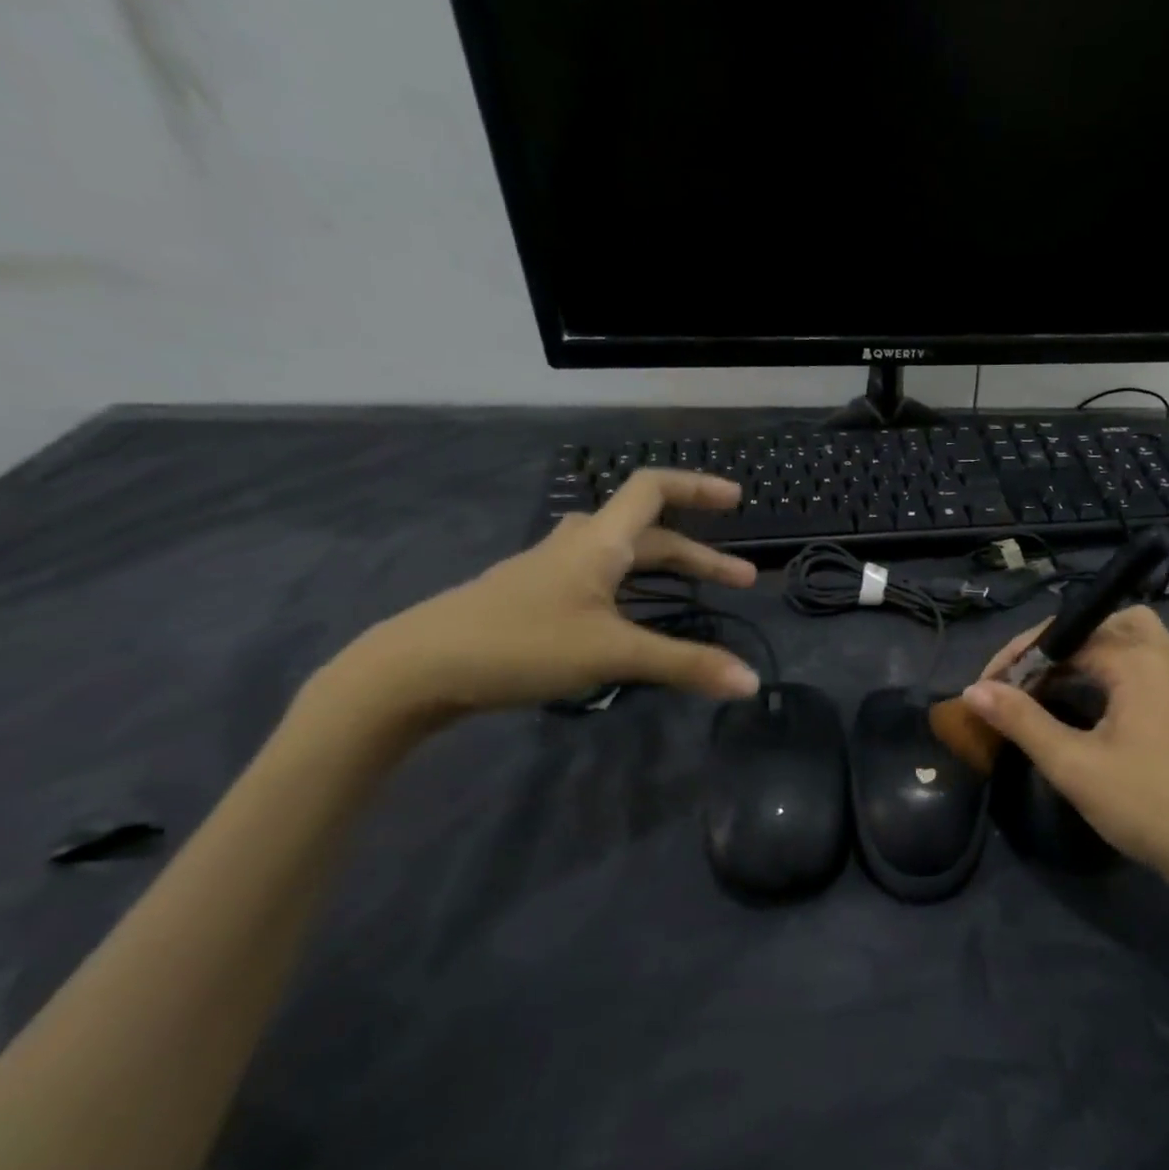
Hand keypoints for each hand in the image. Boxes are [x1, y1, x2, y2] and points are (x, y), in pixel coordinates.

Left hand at [338, 470, 760, 719]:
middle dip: (699, 556)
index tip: (737, 499)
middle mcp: (577, 547)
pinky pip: (600, 582)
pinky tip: (634, 622)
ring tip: (695, 598)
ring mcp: (551, 572)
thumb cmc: (521, 644)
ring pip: (622, 559)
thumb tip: (752, 683)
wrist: (416, 668)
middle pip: (649, 534)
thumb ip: (684, 665)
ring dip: (666, 572)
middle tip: (741, 582)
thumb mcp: (612, 654)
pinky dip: (633, 592)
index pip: (652, 490)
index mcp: (599, 543)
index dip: (697, 487)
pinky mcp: (535, 600)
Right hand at [963, 606, 1168, 892]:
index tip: (988, 689)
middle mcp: (1166, 656)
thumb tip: (974, 689)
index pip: (1064, 639)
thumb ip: (1022, 720)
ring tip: (1075, 675)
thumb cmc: (1143, 805)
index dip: (1019, 659)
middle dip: (1060, 645)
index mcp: (1136, 661)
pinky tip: (1137, 687)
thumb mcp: (1072, 765)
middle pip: (1104, 624)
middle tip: (1029, 681)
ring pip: (1145, 634)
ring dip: (1105, 644)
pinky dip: (1152, 662)